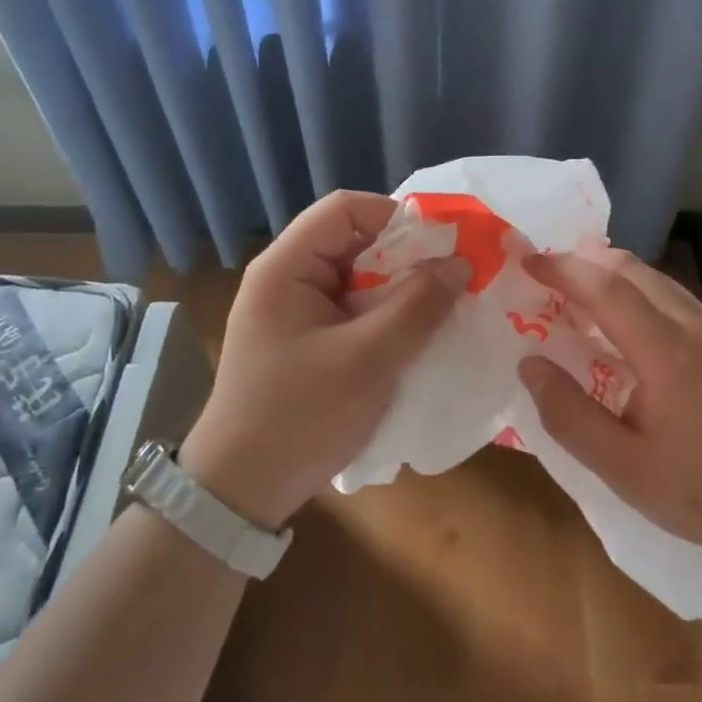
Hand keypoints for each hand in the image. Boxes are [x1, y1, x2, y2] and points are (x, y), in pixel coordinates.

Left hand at [179, 191, 461, 530]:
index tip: (442, 245)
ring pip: (357, 277)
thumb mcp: (368, 360)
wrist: (241, 492)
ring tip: (440, 307)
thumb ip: (417, 306)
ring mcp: (294, 310)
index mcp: (286, 267)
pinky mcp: (304, 339)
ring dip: (398, 290)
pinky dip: (383, 315)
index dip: (395, 217)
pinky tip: (412, 336)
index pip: (345, 209)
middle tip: (450, 280)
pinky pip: (351, 309)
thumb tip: (460, 263)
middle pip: (352, 241)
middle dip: (404, 257)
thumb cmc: (300, 417)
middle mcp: (286, 277)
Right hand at [517, 251, 701, 573]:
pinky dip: (637, 292)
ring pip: (656, 280)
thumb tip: (530, 365)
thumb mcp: (624, 470)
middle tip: (546, 272)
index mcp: (666, 352)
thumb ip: (570, 416)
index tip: (526, 260)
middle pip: (632, 269)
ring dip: (612, 274)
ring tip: (577, 292)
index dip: (562, 269)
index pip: (606, 288)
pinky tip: (625, 324)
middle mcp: (693, 326)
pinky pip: (673, 298)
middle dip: (585, 261)